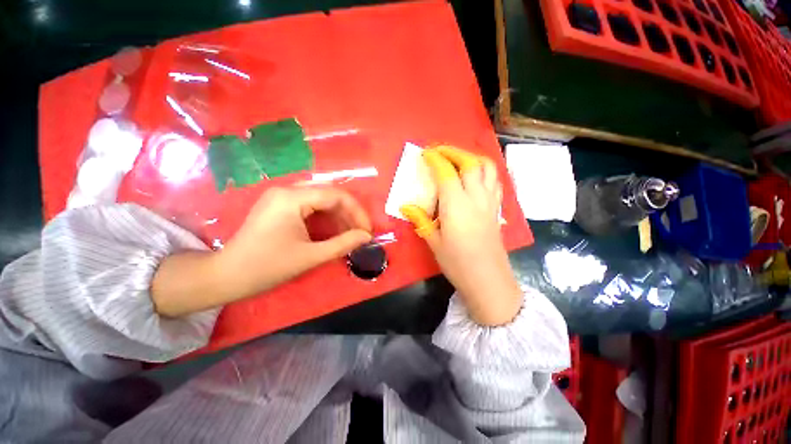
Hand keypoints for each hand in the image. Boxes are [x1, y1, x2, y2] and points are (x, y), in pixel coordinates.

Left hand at [219, 186, 372, 295]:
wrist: (226, 276)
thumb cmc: (266, 267)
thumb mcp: (310, 256)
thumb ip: (342, 244)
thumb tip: (366, 237)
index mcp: (291, 198)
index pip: (336, 195)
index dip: (357, 212)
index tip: (366, 231)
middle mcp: (286, 190)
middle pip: (329, 194)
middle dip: (349, 213)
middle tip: (360, 232)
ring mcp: (281, 197)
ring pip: (321, 199)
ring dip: (338, 215)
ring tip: (350, 233)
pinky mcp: (279, 206)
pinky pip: (310, 206)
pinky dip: (325, 217)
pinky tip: (333, 230)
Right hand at [401, 146, 521, 325]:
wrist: (488, 280)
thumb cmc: (458, 263)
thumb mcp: (434, 242)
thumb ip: (421, 220)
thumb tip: (406, 207)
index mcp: (456, 205)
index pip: (447, 172)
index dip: (436, 159)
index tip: (426, 154)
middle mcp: (476, 198)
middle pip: (470, 163)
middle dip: (454, 152)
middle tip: (440, 152)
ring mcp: (490, 202)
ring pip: (488, 168)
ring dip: (472, 158)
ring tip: (458, 160)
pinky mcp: (496, 209)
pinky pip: (495, 181)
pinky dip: (485, 171)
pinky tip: (475, 177)